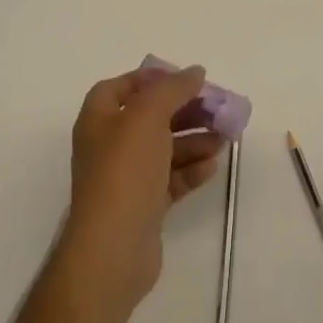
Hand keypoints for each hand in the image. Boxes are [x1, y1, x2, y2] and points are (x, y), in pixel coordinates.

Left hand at [57, 65, 225, 321]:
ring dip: (194, 139)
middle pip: (150, 117)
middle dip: (184, 110)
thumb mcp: (148, 116)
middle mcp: (109, 145)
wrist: (112, 251)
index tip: (184, 80)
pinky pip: (170, 179)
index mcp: (99, 118)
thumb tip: (195, 72)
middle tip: (215, 108)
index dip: (152, 79)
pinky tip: (211, 166)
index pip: (123, 86)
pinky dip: (190, 169)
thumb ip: (173, 88)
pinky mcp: (143, 208)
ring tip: (224, 137)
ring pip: (164, 148)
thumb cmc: (125, 171)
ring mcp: (126, 178)